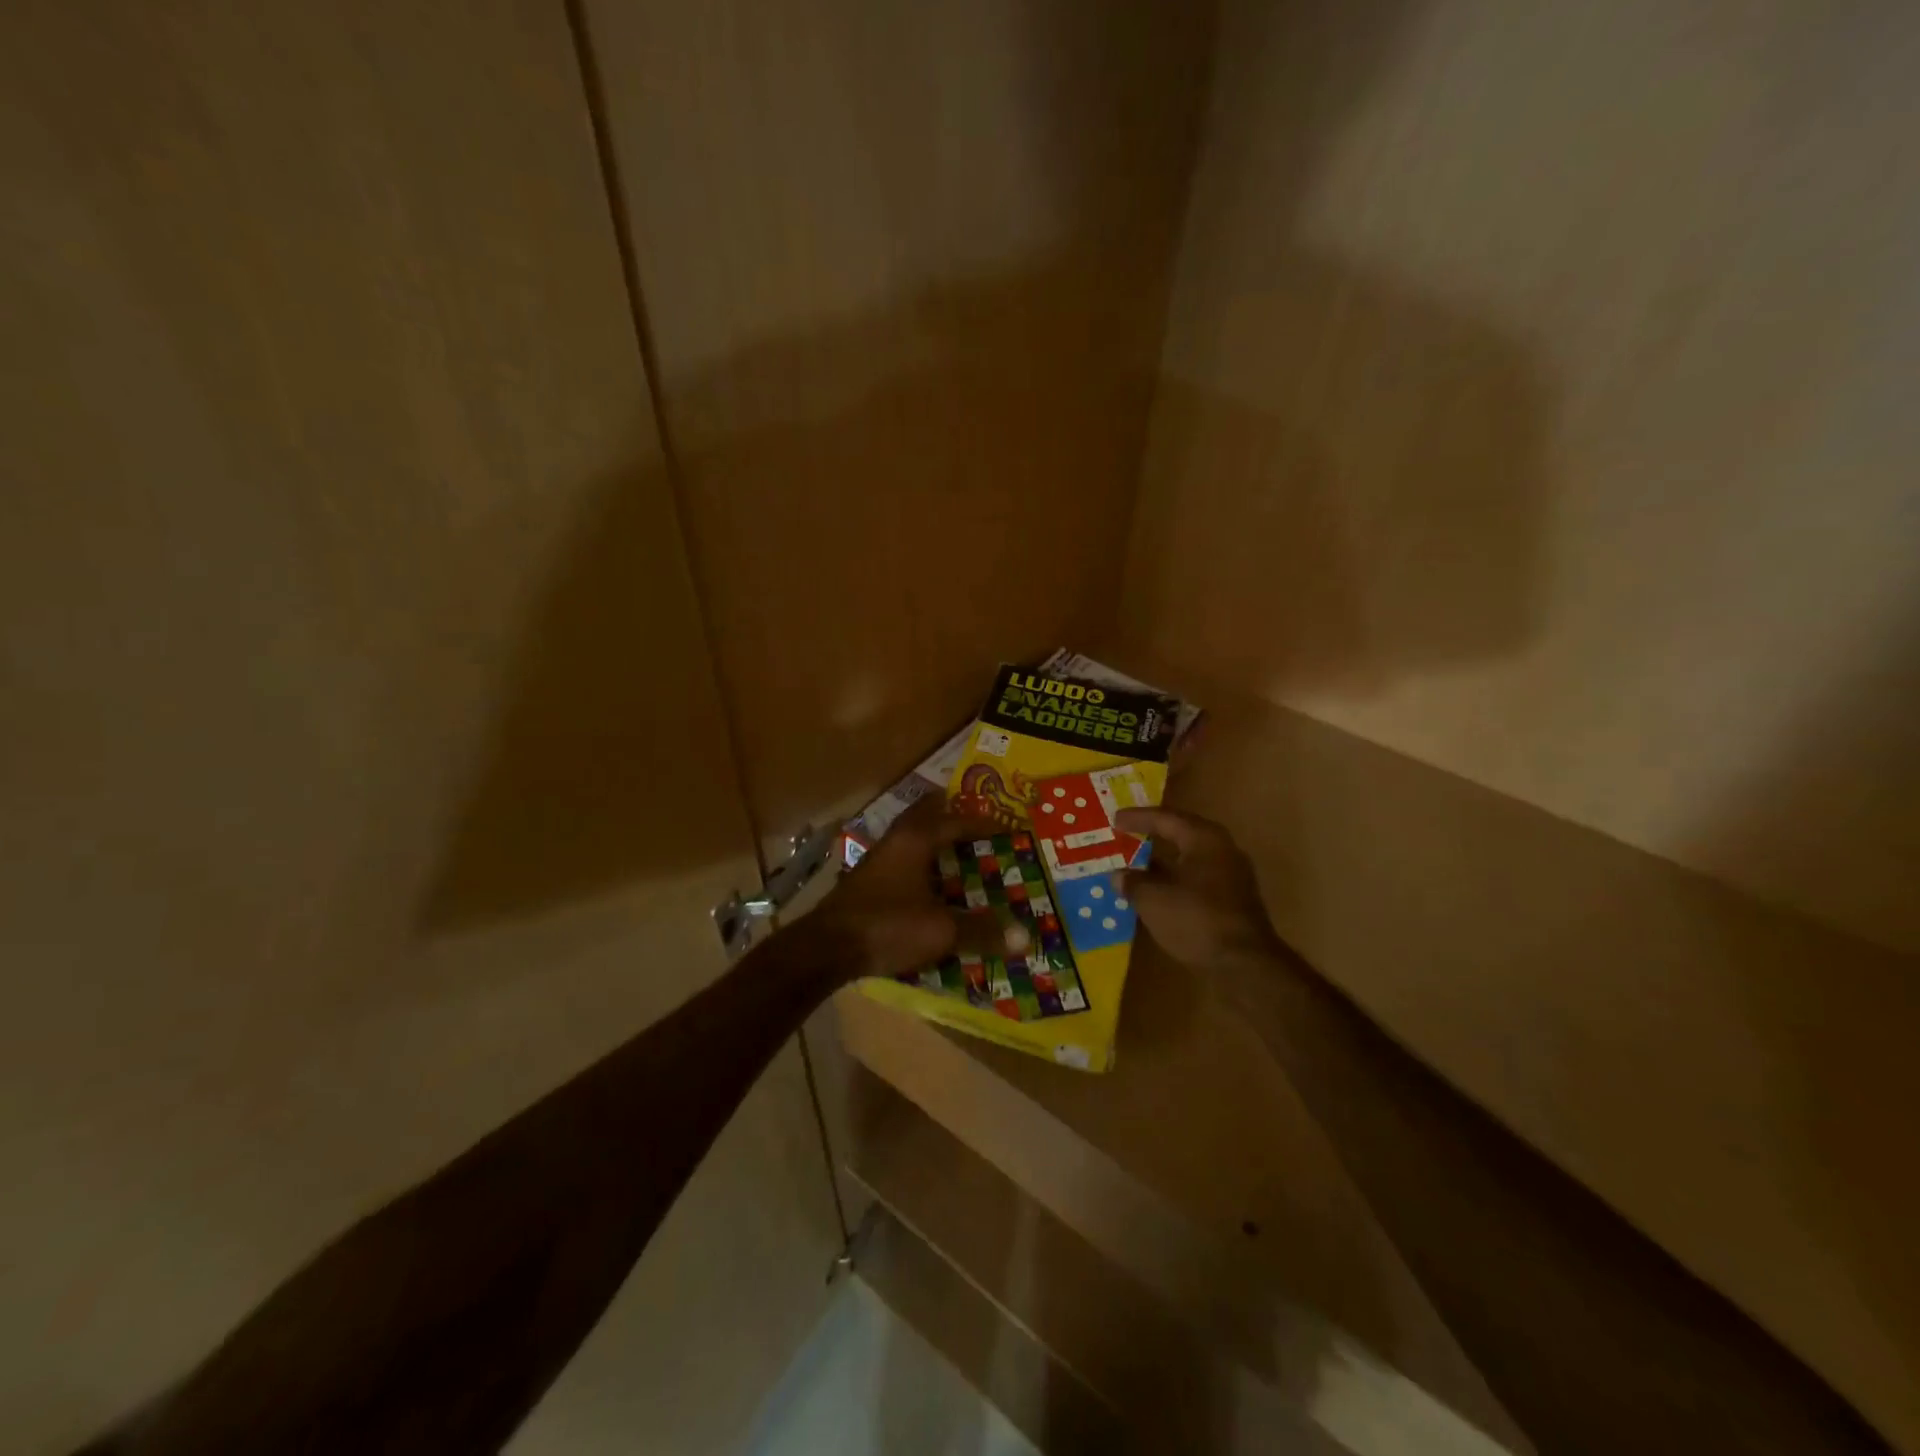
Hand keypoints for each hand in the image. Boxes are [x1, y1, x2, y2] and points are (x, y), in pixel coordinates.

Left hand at [812, 793, 1020, 980]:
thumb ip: (981, 931)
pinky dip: (921, 867)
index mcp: (916, 840)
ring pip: (911, 840)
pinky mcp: (866, 883)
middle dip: (951, 818)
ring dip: (934, 843)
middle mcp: (895, 841)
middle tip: (977, 826)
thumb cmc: (888, 926)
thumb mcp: (941, 931)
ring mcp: (876, 861)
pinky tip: (930, 888)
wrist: (827, 948)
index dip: (983, 824)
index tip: (1007, 828)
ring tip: (959, 855)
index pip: (956, 820)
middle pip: (926, 817)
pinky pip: (902, 863)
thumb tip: (1024, 936)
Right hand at [1115, 808, 1284, 972]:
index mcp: (1204, 839)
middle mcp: (1222, 850)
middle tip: (1129, 833)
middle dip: (1154, 834)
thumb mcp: (1153, 899)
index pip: (1165, 818)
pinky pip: (1198, 879)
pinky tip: (1158, 892)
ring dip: (1164, 861)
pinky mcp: (1234, 900)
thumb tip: (1119, 876)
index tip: (1115, 819)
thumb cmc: (1196, 919)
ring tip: (1137, 864)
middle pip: (1182, 834)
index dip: (1138, 818)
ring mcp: (1232, 876)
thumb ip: (1133, 882)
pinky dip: (1176, 880)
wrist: (1244, 964)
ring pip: (1190, 859)